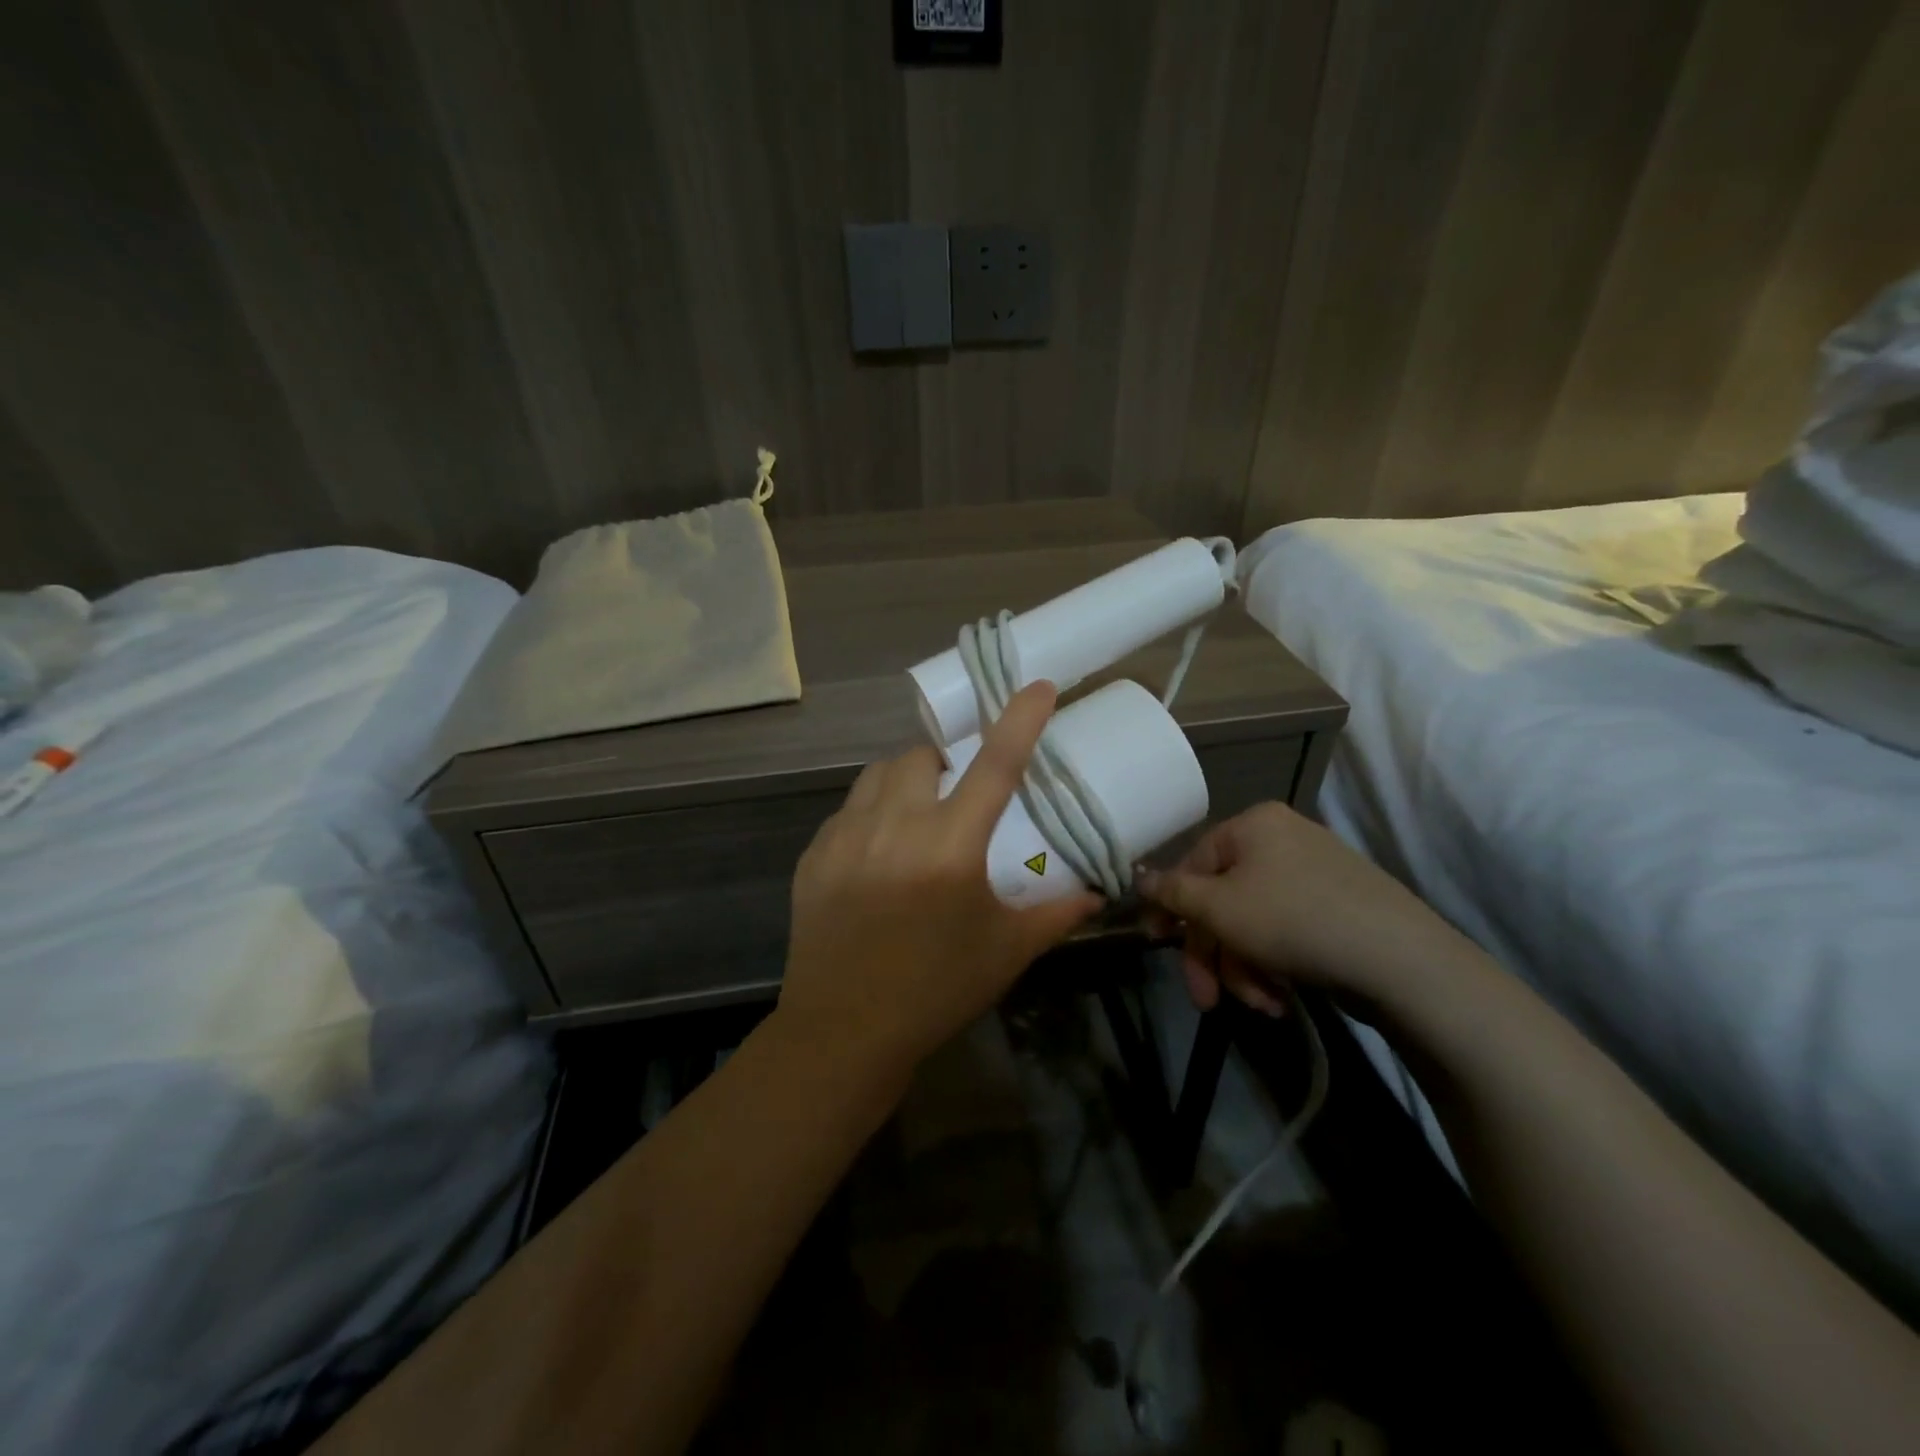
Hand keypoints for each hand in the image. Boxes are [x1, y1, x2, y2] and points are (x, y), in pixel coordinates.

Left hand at [776, 681, 1101, 1079]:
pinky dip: (871, 812)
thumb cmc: (936, 991)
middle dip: (944, 760)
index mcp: (950, 847)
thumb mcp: (1006, 951)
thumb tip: (1098, 892)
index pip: (995, 764)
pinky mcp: (815, 854)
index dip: (1020, 718)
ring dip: (905, 779)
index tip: (1038, 684)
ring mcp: (846, 836)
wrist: (843, 1032)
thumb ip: (1056, 913)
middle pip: (921, 755)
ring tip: (916, 813)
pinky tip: (878, 849)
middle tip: (957, 793)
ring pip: (877, 774)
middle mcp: (895, 826)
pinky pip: (848, 809)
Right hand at [1137, 801, 1466, 1015]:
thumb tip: (1138, 877)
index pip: (1193, 863)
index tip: (1156, 944)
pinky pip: (1286, 932)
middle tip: (1206, 999)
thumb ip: (1172, 892)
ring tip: (1261, 1005)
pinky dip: (1275, 966)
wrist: (1401, 960)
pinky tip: (1282, 999)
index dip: (1172, 907)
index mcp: (1253, 825)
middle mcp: (1283, 840)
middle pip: (1224, 900)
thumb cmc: (1293, 920)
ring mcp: (1315, 874)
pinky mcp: (1338, 909)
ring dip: (1244, 969)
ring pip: (1253, 923)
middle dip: (1213, 954)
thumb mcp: (1219, 907)